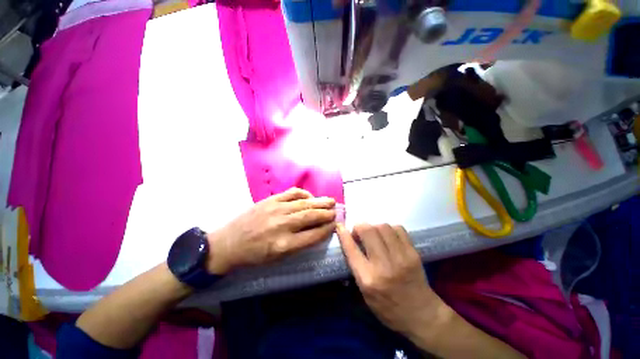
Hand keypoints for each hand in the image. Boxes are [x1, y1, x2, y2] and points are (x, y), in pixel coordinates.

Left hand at [206, 188, 336, 273]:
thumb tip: (316, 230)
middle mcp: (282, 225)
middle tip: (336, 210)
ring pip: (304, 203)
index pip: (313, 235)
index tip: (334, 225)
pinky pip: (292, 193)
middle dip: (326, 213)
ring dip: (320, 202)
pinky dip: (304, 194)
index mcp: (284, 245)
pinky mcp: (270, 199)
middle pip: (311, 216)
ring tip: (330, 201)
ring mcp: (276, 209)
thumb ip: (299, 244)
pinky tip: (310, 196)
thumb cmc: (254, 255)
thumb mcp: (277, 258)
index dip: (327, 229)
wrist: (229, 243)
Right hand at [336, 223, 443, 336]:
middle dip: (359, 227)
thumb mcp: (365, 294)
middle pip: (368, 231)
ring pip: (383, 227)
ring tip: (375, 235)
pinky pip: (398, 229)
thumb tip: (350, 243)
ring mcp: (401, 257)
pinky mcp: (413, 253)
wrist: (422, 315)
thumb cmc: (388, 308)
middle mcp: (383, 266)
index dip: (343, 234)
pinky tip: (388, 237)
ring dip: (374, 227)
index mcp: (368, 279)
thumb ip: (356, 268)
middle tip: (360, 233)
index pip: (351, 249)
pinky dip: (389, 229)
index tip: (340, 226)